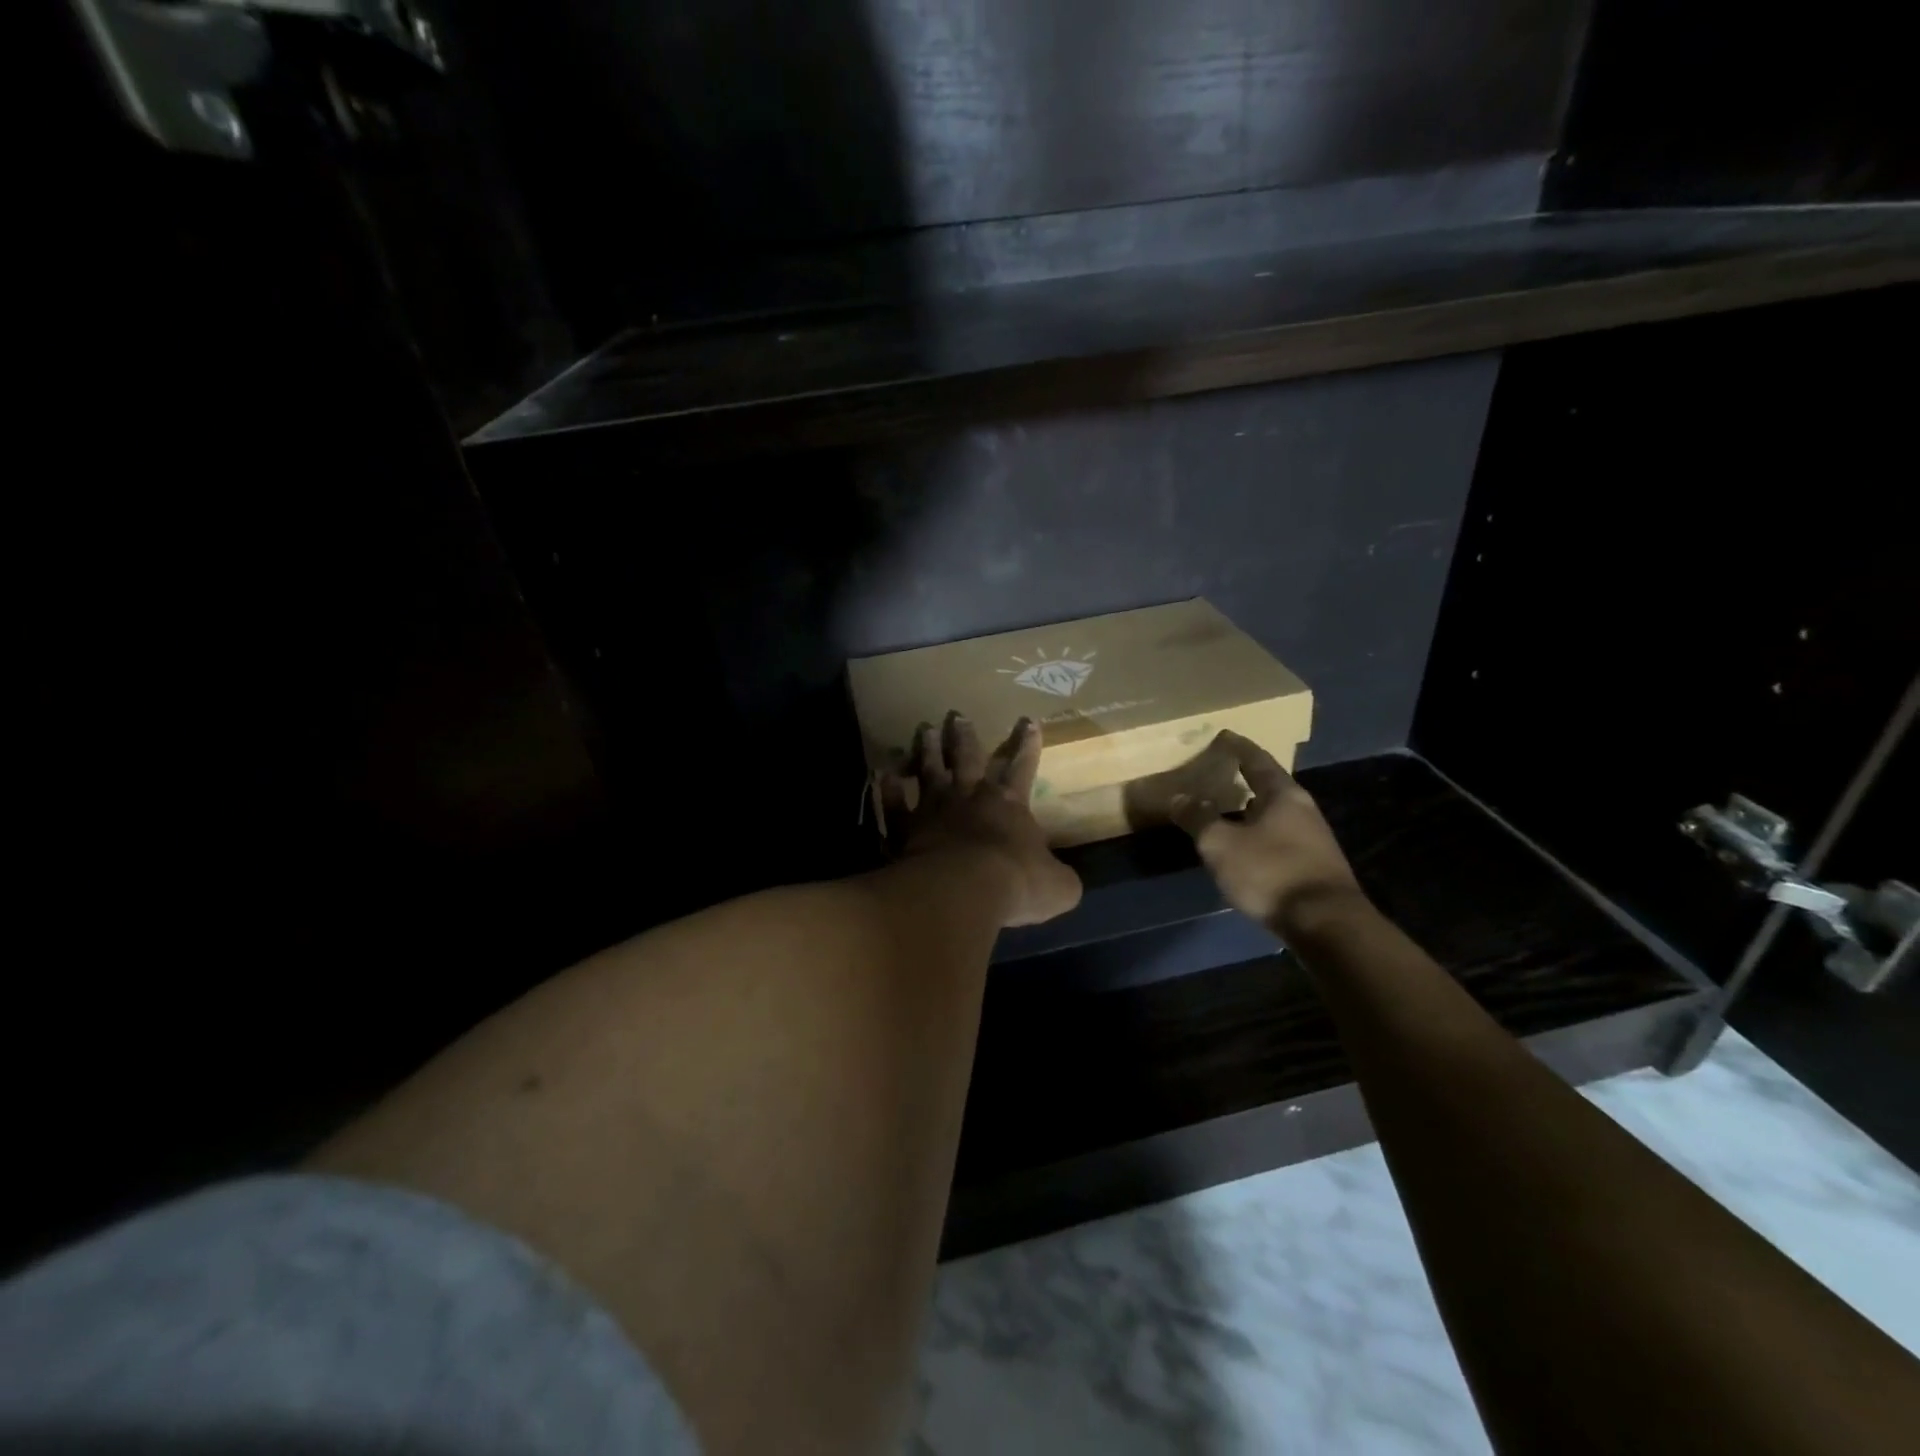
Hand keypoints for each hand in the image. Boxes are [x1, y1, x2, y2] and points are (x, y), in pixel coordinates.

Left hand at [881, 712, 1082, 927]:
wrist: (962, 891)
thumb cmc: (1016, 884)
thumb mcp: (1057, 887)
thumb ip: (1059, 878)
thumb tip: (1063, 881)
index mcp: (1009, 804)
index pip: (1022, 766)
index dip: (1027, 744)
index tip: (1027, 720)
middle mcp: (969, 797)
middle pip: (967, 757)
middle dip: (965, 736)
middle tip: (957, 714)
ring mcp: (933, 809)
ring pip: (929, 770)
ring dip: (927, 749)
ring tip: (924, 728)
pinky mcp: (905, 828)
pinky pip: (894, 804)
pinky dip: (888, 788)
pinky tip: (881, 773)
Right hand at [1170, 730, 1364, 933]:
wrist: (1326, 923)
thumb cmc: (1270, 872)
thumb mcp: (1221, 844)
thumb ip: (1198, 818)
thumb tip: (1179, 797)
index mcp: (1283, 795)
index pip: (1257, 760)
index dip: (1238, 747)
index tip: (1224, 735)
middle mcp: (1303, 810)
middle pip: (1271, 786)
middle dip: (1247, 779)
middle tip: (1222, 773)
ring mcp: (1314, 839)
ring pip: (1277, 814)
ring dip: (1253, 810)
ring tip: (1228, 810)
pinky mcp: (1315, 865)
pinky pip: (1281, 837)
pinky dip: (1260, 833)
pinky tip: (1247, 847)